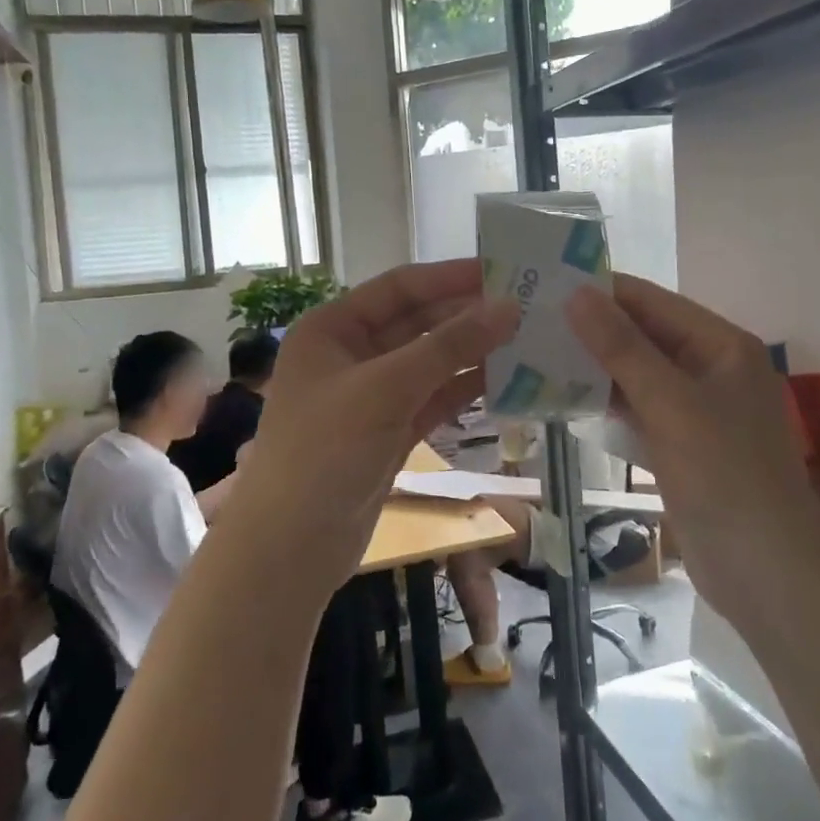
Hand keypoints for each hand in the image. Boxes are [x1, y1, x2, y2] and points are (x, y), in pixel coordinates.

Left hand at [224, 260, 517, 591]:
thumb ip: (449, 347)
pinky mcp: (390, 431)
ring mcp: (372, 395)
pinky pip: (434, 398)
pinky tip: (507, 381)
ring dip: (473, 353)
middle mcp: (351, 354)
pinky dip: (466, 390)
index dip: (451, 277)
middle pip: (418, 323)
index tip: (505, 270)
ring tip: (528, 340)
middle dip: (468, 316)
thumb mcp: (386, 389)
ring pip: (431, 362)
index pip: (400, 287)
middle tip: (528, 307)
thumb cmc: (326, 452)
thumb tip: (509, 307)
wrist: (291, 549)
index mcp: (333, 328)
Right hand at [567, 275, 819, 628]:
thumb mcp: (670, 404)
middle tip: (530, 322)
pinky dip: (605, 402)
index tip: (544, 287)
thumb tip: (577, 294)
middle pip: (644, 335)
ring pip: (637, 373)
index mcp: (721, 345)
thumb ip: (622, 347)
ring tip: (535, 353)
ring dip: (594, 366)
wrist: (765, 573)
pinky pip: (638, 409)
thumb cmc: (724, 476)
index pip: (652, 301)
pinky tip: (564, 398)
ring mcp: (696, 408)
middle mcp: (711, 367)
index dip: (601, 291)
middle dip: (592, 329)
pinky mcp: (681, 443)